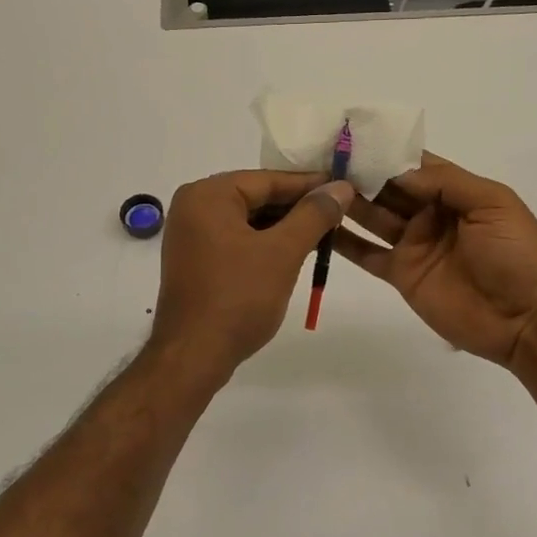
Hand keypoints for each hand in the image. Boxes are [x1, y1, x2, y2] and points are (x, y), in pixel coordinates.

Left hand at [149, 170, 358, 378]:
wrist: (193, 356)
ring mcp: (191, 235)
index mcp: (208, 195)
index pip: (268, 180)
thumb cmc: (238, 298)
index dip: (310, 185)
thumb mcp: (282, 252)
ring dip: (284, 228)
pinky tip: (294, 253)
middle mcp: (194, 206)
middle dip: (297, 207)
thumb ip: (313, 215)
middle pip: (257, 197)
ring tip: (324, 233)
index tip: (345, 187)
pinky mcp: (196, 260)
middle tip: (340, 212)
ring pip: (248, 220)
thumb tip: (340, 187)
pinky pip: (237, 240)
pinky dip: (265, 244)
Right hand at [333, 155, 536, 367]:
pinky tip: (318, 225)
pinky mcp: (401, 274)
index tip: (351, 138)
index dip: (386, 152)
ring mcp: (413, 244)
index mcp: (455, 192)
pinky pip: (367, 253)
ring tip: (313, 185)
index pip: (414, 164)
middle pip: (388, 188)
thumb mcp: (492, 204)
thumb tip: (397, 168)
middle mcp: (430, 213)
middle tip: (322, 159)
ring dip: (347, 201)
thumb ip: (446, 182)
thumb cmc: (515, 255)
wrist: (524, 320)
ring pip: (373, 216)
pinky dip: (343, 242)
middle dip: (360, 173)